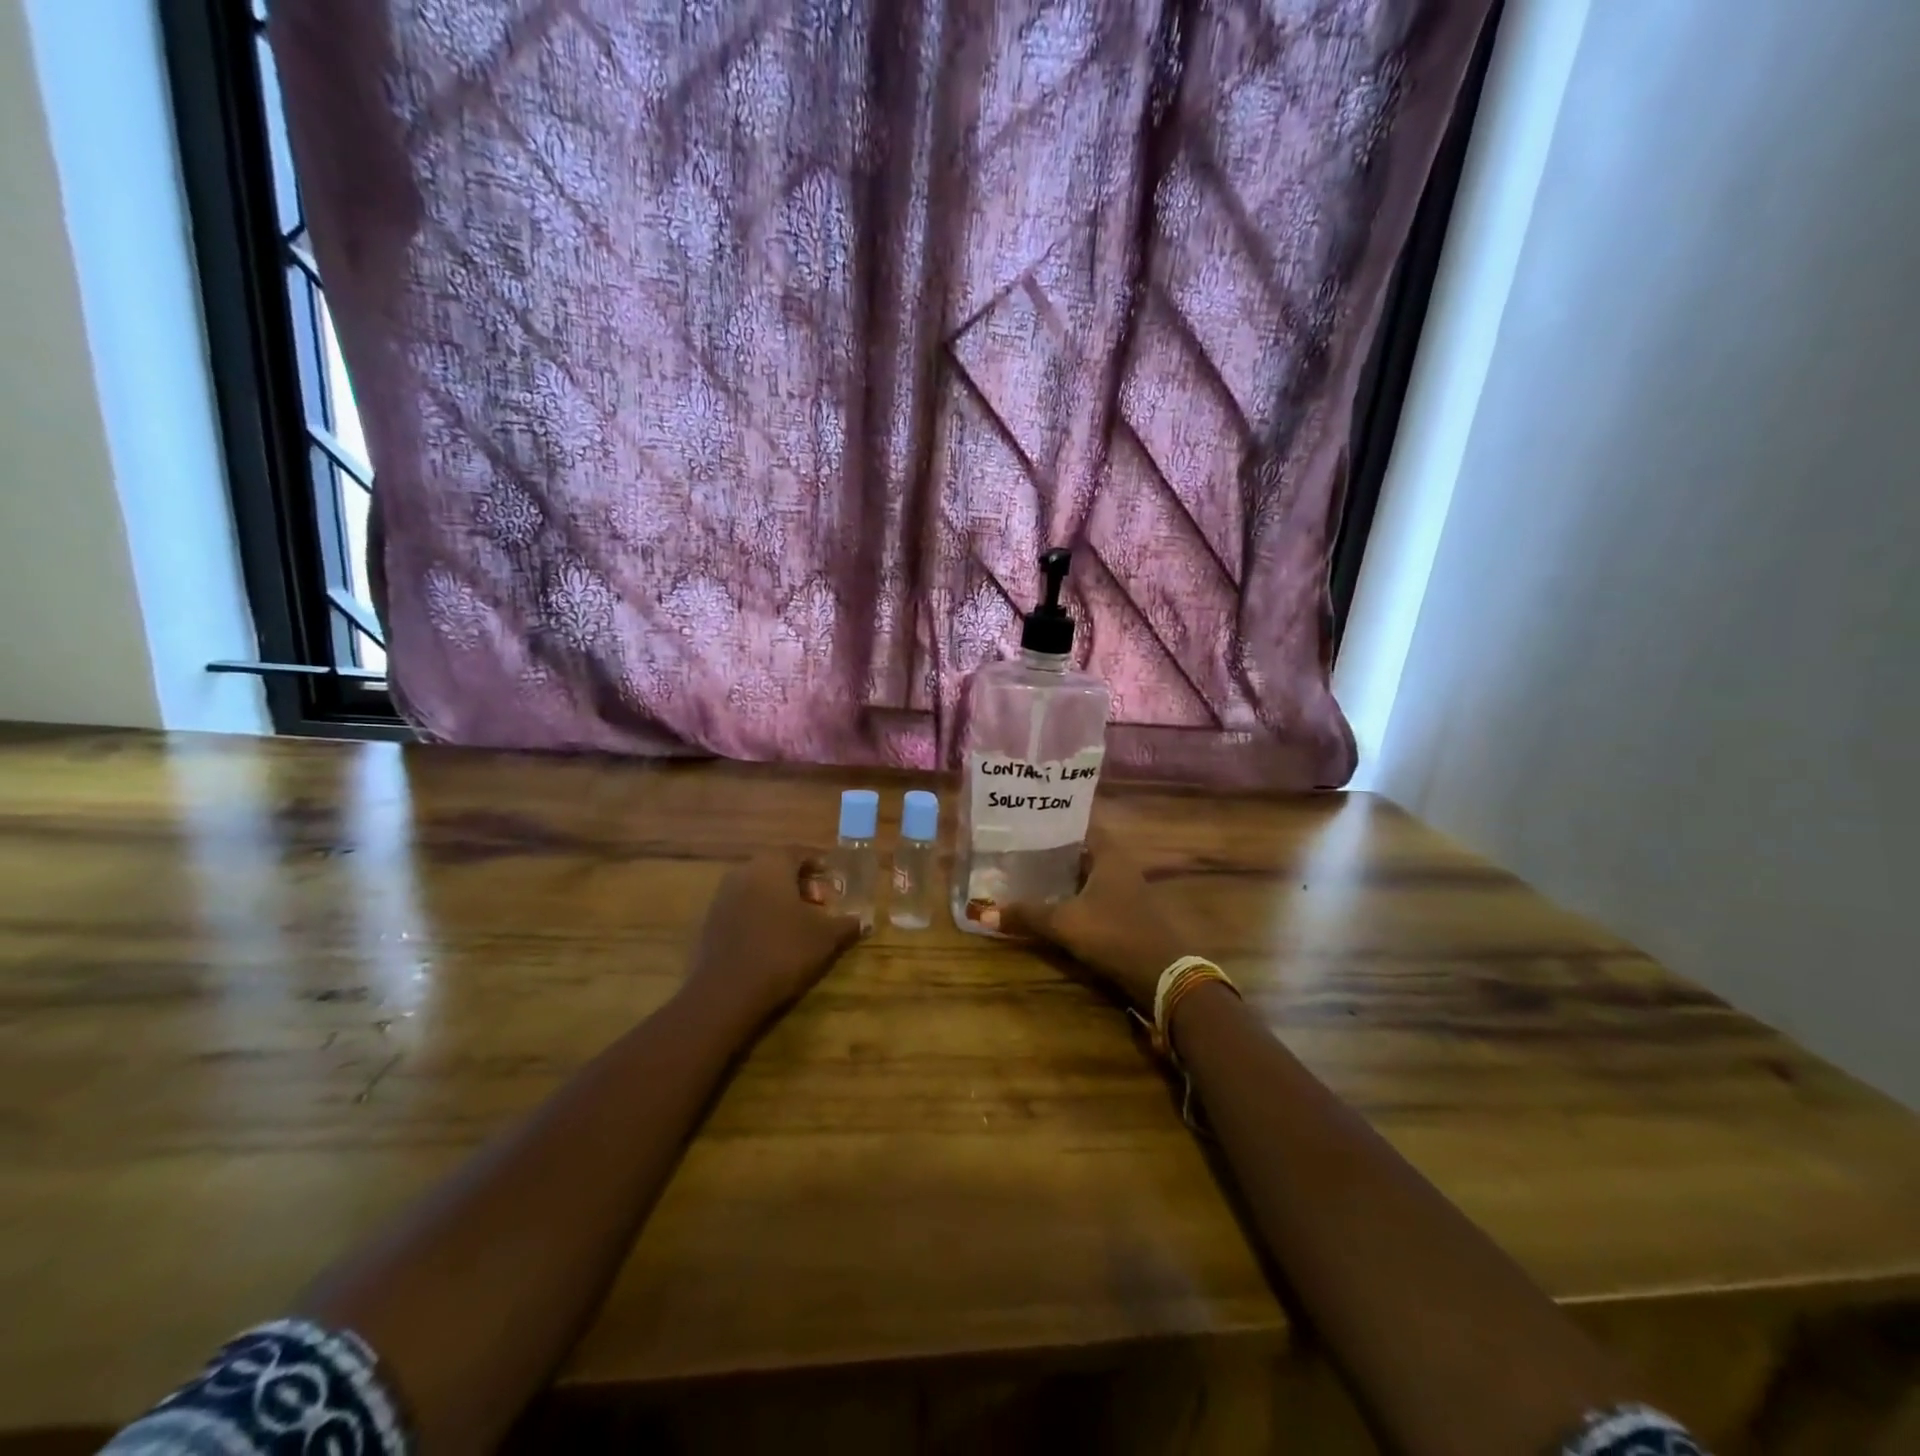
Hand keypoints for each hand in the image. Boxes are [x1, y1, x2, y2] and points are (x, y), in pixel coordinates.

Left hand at [682, 851, 862, 1028]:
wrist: (727, 992)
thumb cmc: (783, 951)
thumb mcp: (826, 937)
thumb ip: (847, 924)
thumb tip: (863, 920)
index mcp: (772, 865)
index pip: (799, 852)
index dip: (820, 864)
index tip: (835, 880)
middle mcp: (744, 871)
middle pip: (777, 868)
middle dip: (801, 882)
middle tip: (821, 903)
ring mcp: (723, 896)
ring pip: (758, 887)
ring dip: (780, 899)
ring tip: (800, 923)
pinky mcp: (711, 921)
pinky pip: (743, 907)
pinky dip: (761, 914)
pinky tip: (774, 938)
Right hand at [1000, 840, 1187, 1013]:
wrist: (1162, 976)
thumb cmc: (1114, 934)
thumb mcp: (1065, 923)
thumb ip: (1027, 915)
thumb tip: (983, 914)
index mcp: (1110, 855)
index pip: (1081, 825)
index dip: (1056, 822)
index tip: (1028, 822)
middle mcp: (1121, 866)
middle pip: (1083, 850)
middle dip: (1054, 849)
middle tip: (1020, 847)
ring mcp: (1127, 891)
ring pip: (1089, 874)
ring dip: (1064, 875)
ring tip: (1029, 872)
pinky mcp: (1127, 913)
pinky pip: (1095, 895)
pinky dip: (1075, 895)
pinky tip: (1053, 902)